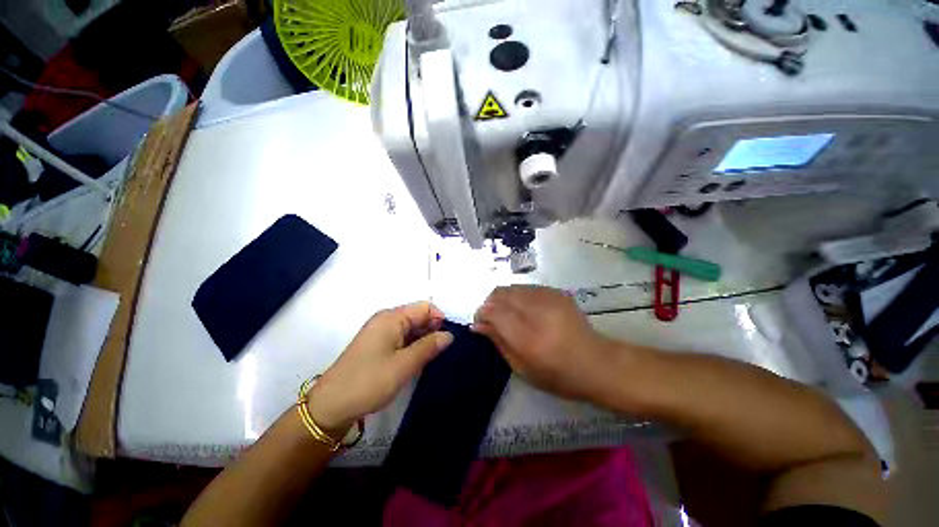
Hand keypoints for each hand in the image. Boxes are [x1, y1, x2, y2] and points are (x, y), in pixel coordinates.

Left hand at [307, 302, 452, 432]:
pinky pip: (402, 338)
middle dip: (433, 330)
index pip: (426, 307)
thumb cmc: (369, 382)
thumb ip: (429, 346)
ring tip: (432, 359)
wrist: (331, 406)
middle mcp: (387, 319)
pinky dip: (413, 346)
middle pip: (419, 316)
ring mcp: (381, 332)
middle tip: (441, 353)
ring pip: (412, 328)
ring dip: (424, 340)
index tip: (448, 340)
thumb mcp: (404, 365)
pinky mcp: (378, 345)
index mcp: (392, 317)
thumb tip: (450, 335)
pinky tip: (418, 361)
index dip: (440, 320)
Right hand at [473, 286, 614, 402]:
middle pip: (500, 293)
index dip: (482, 313)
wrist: (597, 362)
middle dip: (490, 303)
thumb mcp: (521, 367)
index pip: (493, 311)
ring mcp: (549, 298)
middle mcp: (537, 311)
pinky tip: (526, 311)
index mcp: (528, 337)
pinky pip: (527, 288)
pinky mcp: (557, 292)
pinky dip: (519, 296)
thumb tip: (477, 324)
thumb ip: (498, 341)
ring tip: (510, 315)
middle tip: (493, 319)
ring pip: (512, 287)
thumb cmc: (557, 375)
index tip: (480, 323)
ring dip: (504, 299)